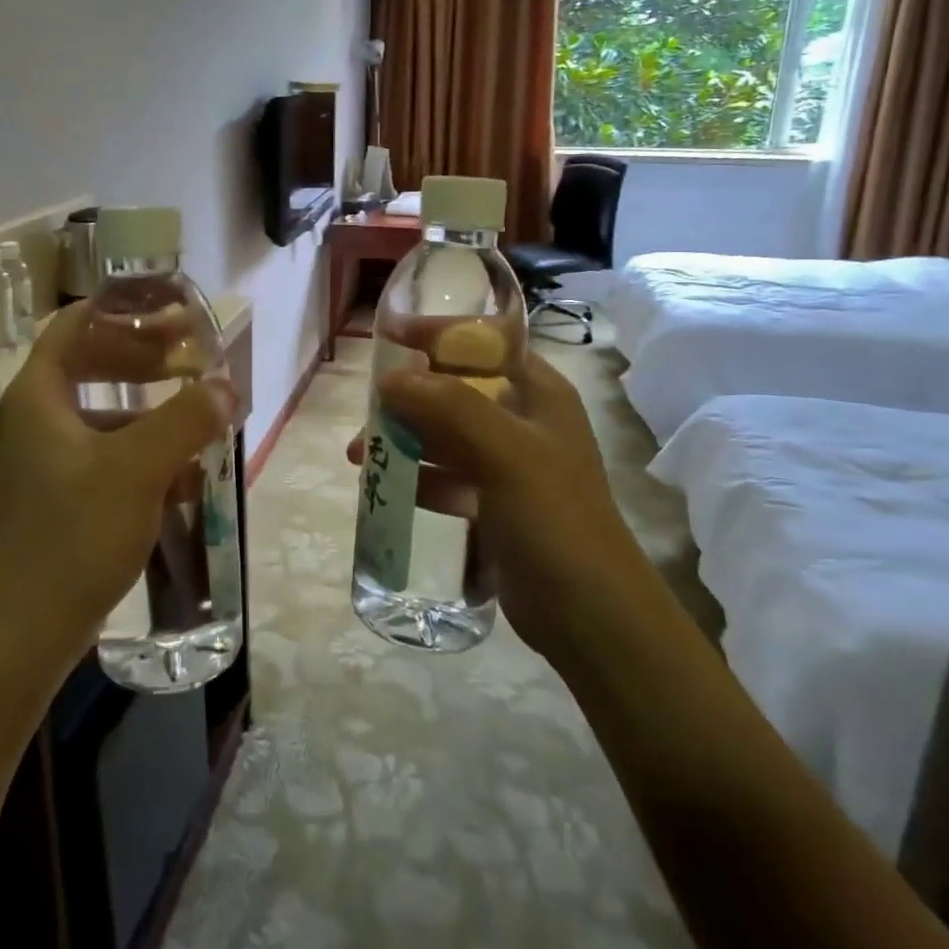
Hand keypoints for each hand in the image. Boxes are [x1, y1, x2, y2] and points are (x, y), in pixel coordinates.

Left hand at [0, 301, 237, 668]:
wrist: (24, 630)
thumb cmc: (73, 532)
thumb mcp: (137, 467)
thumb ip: (186, 418)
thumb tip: (226, 385)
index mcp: (41, 394)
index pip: (77, 324)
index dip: (122, 310)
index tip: (170, 311)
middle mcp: (41, 418)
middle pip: (95, 364)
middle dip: (146, 359)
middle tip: (193, 358)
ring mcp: (51, 460)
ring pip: (107, 413)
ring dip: (153, 409)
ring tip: (202, 415)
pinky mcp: (66, 496)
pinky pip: (112, 455)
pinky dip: (147, 453)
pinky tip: (188, 474)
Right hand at [349, 353, 639, 656]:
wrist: (590, 616)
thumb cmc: (554, 519)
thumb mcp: (506, 452)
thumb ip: (449, 407)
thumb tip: (391, 380)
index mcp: (539, 393)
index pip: (483, 343)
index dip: (437, 333)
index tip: (388, 335)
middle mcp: (523, 421)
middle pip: (455, 390)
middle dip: (408, 396)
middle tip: (367, 412)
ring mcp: (508, 465)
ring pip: (444, 435)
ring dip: (403, 438)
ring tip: (358, 456)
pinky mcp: (492, 504)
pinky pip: (445, 477)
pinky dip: (416, 477)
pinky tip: (386, 487)